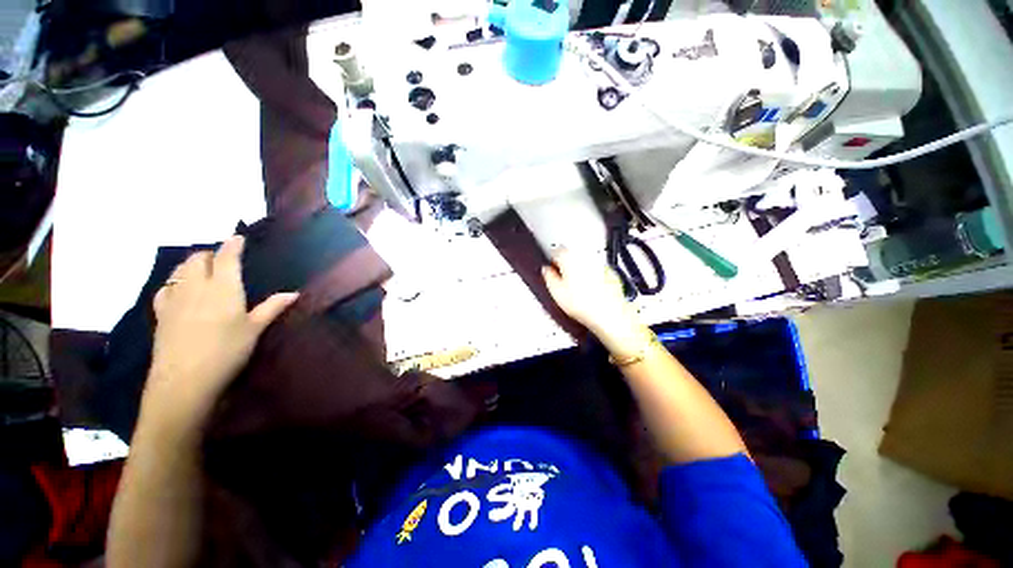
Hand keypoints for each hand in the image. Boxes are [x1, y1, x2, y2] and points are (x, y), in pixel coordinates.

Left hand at [145, 236, 297, 420]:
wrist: (185, 380)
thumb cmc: (227, 352)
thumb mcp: (255, 329)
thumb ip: (272, 307)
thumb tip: (294, 293)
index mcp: (223, 288)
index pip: (226, 258)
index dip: (232, 245)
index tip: (237, 237)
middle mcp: (196, 286)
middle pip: (197, 258)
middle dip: (209, 254)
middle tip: (221, 259)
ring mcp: (174, 299)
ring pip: (179, 270)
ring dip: (190, 264)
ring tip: (201, 270)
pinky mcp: (160, 313)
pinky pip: (165, 288)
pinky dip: (174, 282)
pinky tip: (179, 290)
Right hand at [542, 248, 634, 335]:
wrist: (608, 313)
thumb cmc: (583, 304)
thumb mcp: (556, 292)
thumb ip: (548, 277)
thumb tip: (546, 271)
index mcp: (569, 258)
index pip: (555, 251)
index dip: (551, 261)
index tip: (551, 269)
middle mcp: (585, 256)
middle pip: (571, 255)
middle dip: (566, 264)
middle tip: (562, 280)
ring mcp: (598, 263)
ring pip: (584, 262)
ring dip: (579, 270)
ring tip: (576, 287)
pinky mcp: (609, 272)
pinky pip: (596, 271)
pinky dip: (592, 277)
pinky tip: (589, 291)